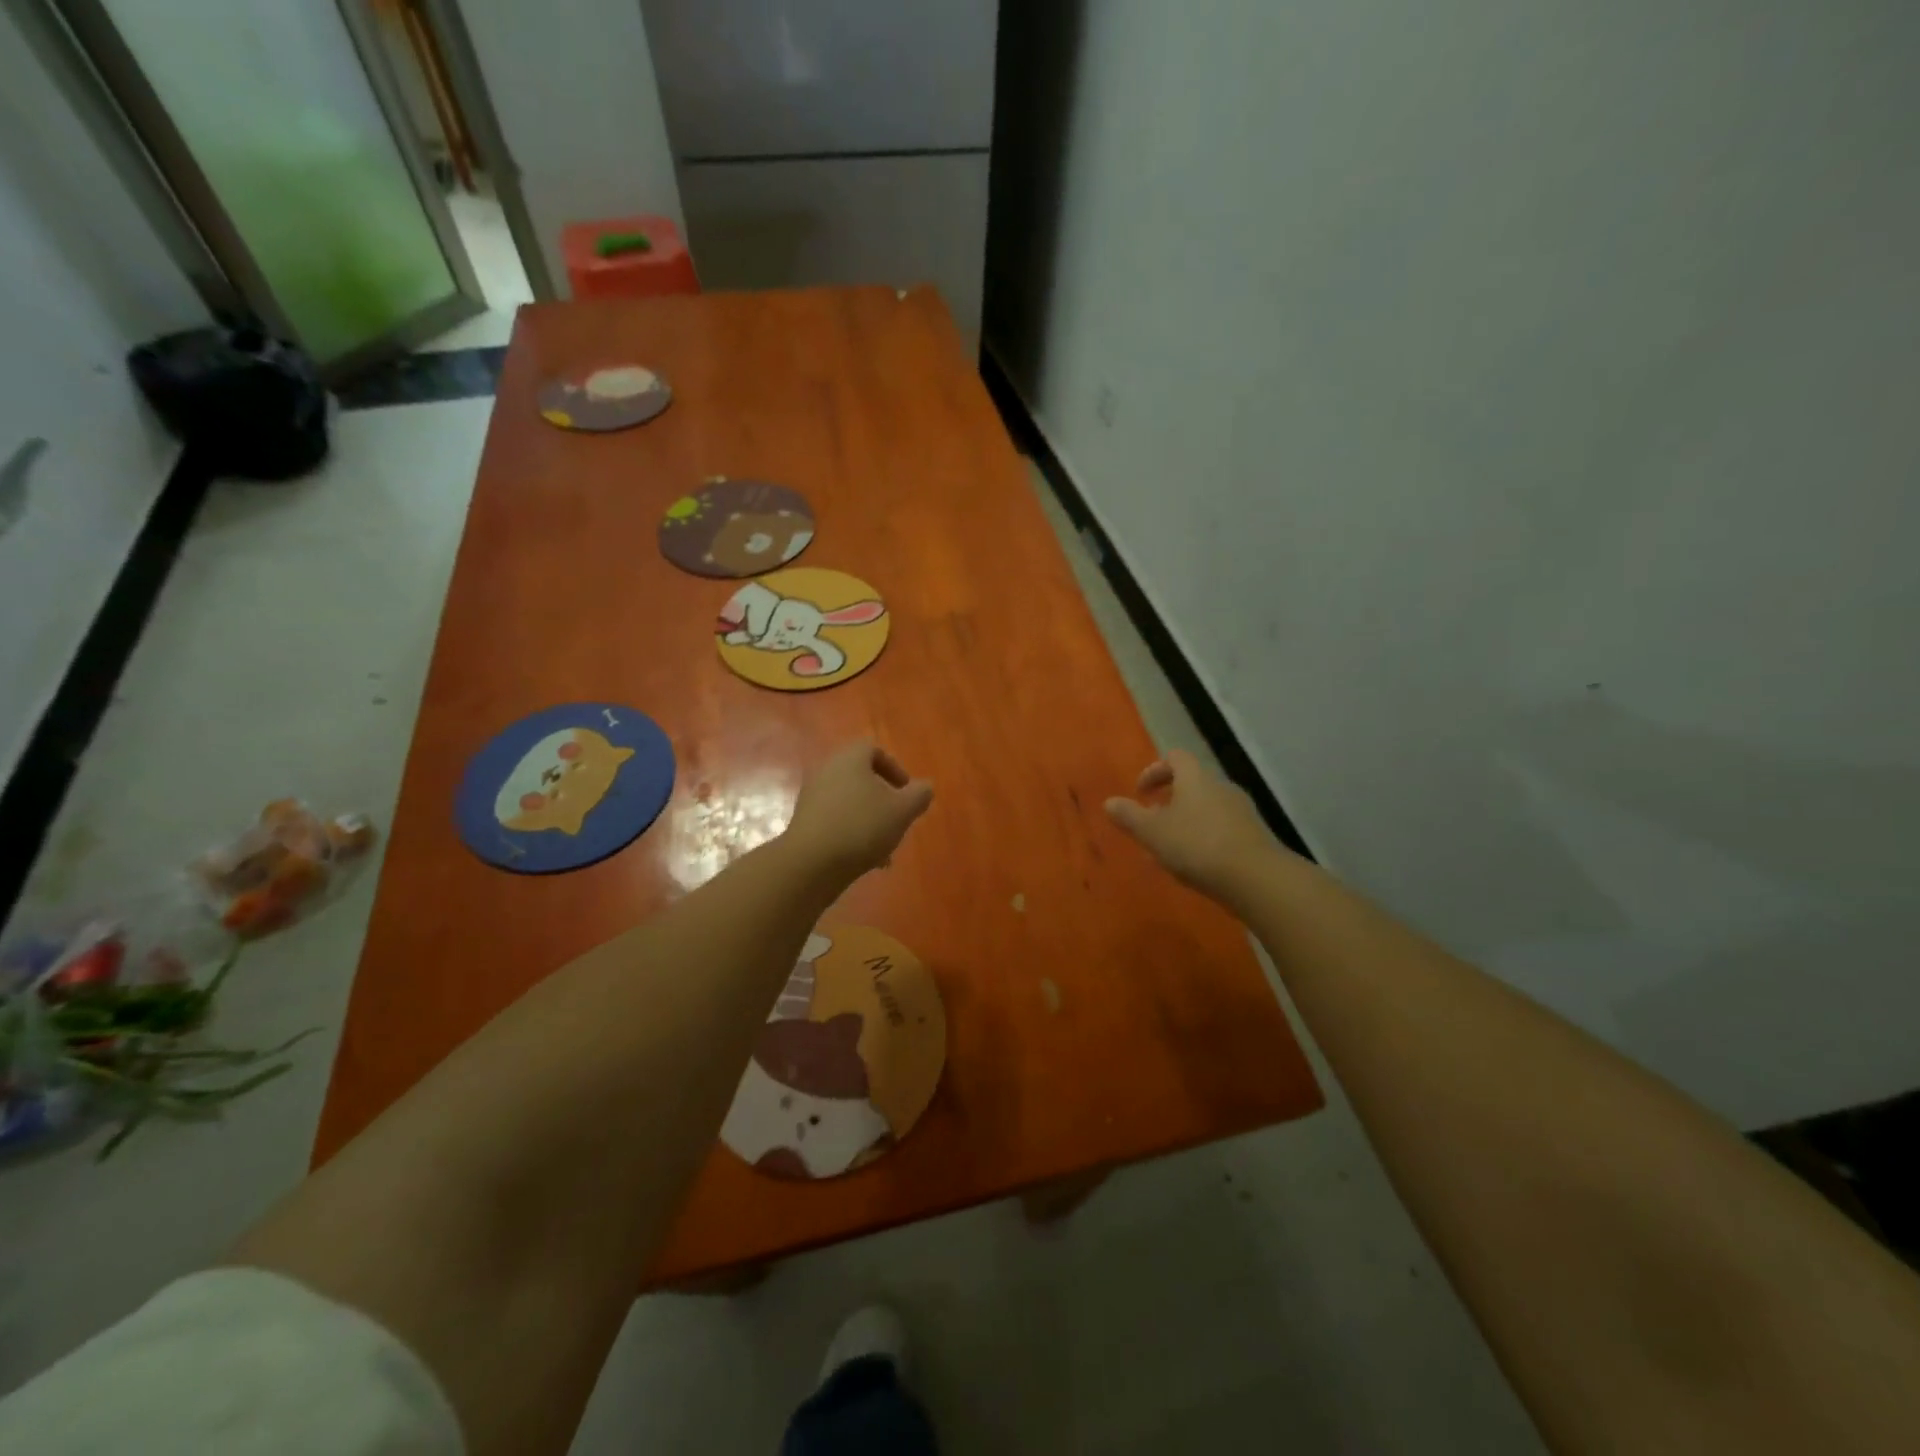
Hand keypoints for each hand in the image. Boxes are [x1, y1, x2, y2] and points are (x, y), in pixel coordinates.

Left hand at [785, 740, 933, 880]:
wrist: (811, 863)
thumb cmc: (862, 827)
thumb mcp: (903, 810)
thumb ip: (919, 795)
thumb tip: (925, 787)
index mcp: (850, 759)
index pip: (873, 749)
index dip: (894, 768)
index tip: (906, 791)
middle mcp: (827, 772)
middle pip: (861, 778)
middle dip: (883, 799)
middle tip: (897, 819)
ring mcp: (812, 798)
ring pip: (850, 803)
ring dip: (870, 820)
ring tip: (885, 849)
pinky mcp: (804, 823)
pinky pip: (835, 821)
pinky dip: (852, 834)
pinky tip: (866, 861)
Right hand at [1106, 749, 1279, 901]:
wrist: (1255, 877)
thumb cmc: (1196, 845)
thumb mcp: (1152, 832)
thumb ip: (1129, 816)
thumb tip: (1109, 802)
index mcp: (1195, 778)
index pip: (1175, 758)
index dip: (1154, 771)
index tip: (1141, 793)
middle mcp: (1220, 786)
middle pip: (1191, 784)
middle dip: (1168, 801)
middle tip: (1152, 823)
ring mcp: (1241, 810)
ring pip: (1206, 808)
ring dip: (1185, 822)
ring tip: (1169, 850)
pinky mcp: (1253, 835)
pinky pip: (1221, 828)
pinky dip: (1204, 838)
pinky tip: (1195, 864)